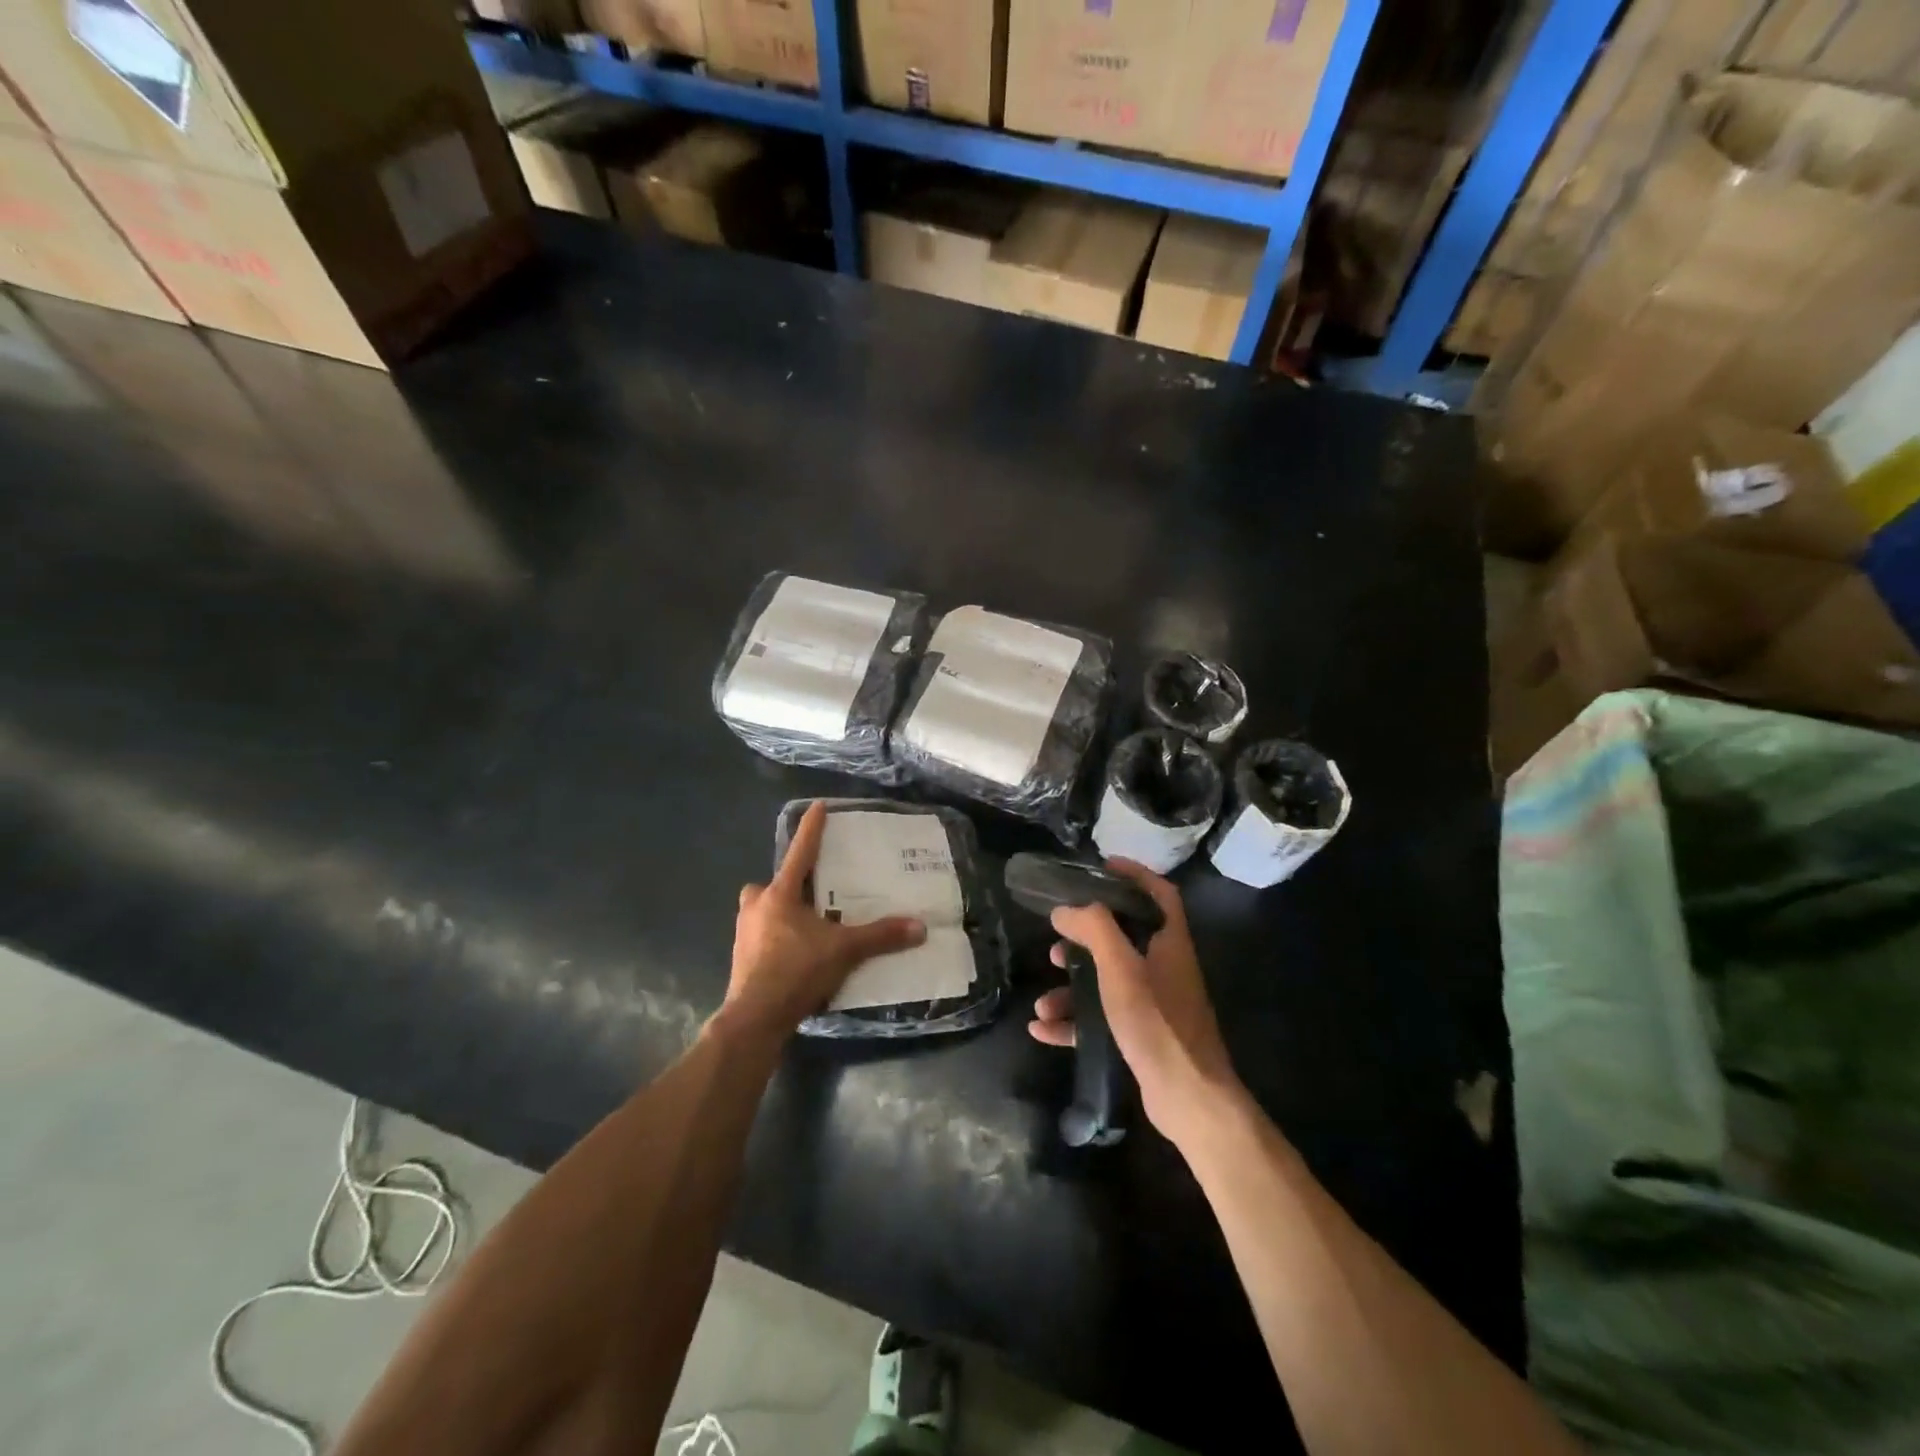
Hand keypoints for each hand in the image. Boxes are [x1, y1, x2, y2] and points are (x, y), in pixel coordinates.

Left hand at [720, 802, 926, 1040]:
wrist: (754, 1018)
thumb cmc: (796, 971)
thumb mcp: (844, 951)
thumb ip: (880, 936)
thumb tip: (920, 927)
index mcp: (779, 895)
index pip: (800, 852)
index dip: (811, 829)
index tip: (817, 806)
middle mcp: (757, 907)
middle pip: (770, 885)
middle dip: (786, 885)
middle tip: (810, 893)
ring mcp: (744, 933)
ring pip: (762, 911)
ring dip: (780, 913)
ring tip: (808, 926)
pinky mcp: (742, 958)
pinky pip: (762, 936)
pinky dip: (778, 939)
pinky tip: (797, 954)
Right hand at [1028, 859, 1243, 1146]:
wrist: (1189, 1100)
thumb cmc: (1158, 1023)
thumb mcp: (1121, 969)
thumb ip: (1093, 929)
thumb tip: (1064, 908)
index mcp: (1169, 942)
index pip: (1158, 893)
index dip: (1134, 874)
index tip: (1102, 865)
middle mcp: (1164, 968)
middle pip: (1123, 938)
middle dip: (1086, 938)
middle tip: (1057, 939)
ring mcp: (1154, 1005)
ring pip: (1106, 982)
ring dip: (1071, 989)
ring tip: (1043, 1001)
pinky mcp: (1142, 1036)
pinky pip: (1101, 1019)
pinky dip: (1073, 1022)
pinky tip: (1042, 1029)